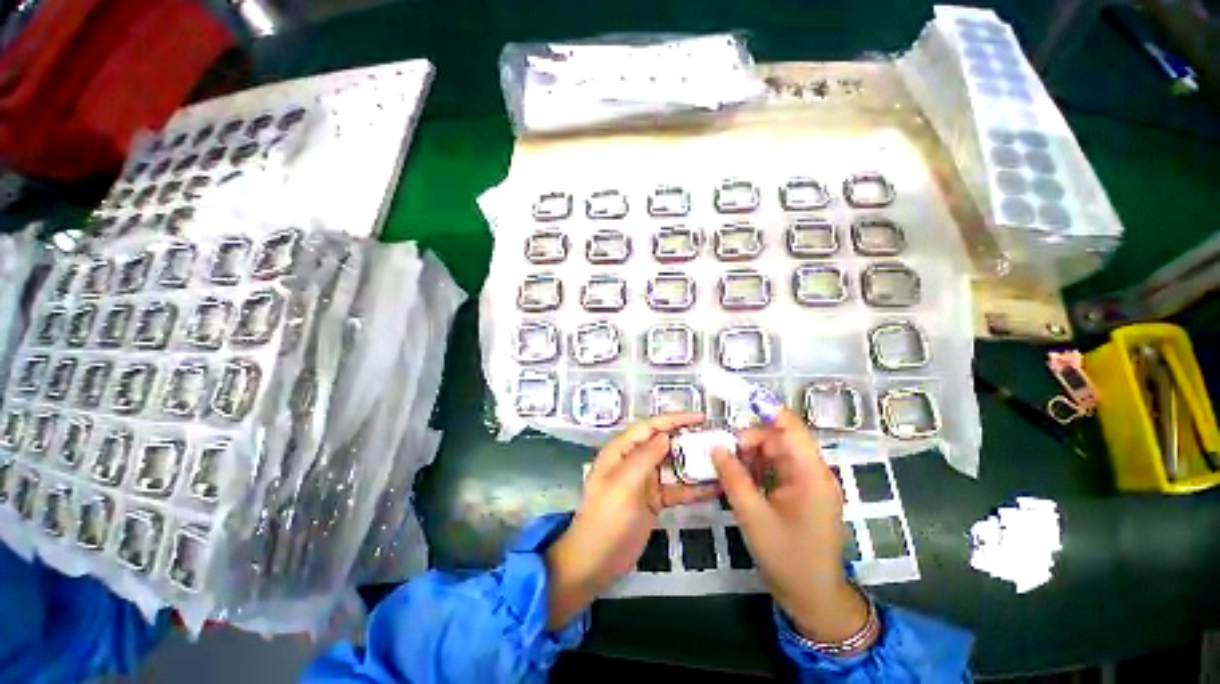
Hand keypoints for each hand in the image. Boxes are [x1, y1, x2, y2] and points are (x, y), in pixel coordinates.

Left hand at [545, 413, 719, 628]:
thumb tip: (666, 434)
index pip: (650, 426)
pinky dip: (693, 488)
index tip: (701, 417)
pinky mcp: (654, 500)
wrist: (596, 561)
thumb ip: (646, 456)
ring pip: (673, 465)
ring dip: (693, 463)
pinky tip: (714, 488)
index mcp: (621, 450)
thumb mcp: (625, 483)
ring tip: (720, 460)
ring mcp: (645, 480)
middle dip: (688, 439)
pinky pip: (676, 488)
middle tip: (716, 439)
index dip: (675, 419)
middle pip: (663, 443)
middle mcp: (633, 460)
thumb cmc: (607, 518)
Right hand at [712, 408, 871, 644]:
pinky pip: (777, 468)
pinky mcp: (802, 492)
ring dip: (750, 456)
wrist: (813, 597)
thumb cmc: (787, 558)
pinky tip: (740, 479)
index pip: (791, 427)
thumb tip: (716, 446)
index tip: (738, 402)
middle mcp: (814, 472)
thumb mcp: (753, 516)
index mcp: (811, 474)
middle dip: (749, 442)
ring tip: (728, 469)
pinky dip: (757, 469)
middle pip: (779, 439)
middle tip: (722, 455)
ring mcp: (809, 482)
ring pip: (775, 452)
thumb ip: (733, 477)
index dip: (766, 410)